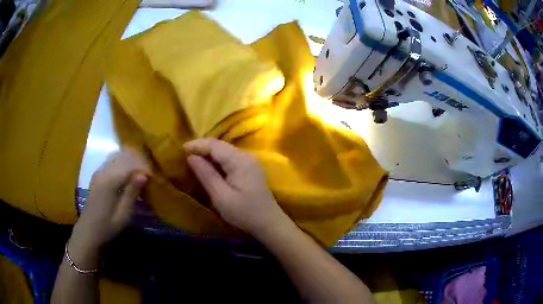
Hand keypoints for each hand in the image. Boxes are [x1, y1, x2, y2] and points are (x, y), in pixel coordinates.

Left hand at [72, 147, 150, 252]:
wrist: (88, 229)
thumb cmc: (107, 226)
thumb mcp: (123, 215)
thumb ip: (132, 193)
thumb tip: (144, 175)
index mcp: (109, 181)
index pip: (131, 164)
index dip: (144, 167)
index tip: (154, 176)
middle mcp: (103, 171)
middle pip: (124, 156)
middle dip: (139, 161)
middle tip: (150, 173)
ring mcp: (99, 170)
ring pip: (118, 155)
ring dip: (131, 159)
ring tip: (141, 170)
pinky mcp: (98, 173)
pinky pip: (112, 160)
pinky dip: (123, 161)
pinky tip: (129, 171)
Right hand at [184, 138, 286, 234]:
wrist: (269, 223)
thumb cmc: (244, 213)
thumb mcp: (221, 197)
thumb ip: (206, 175)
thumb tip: (191, 157)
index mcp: (240, 161)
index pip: (214, 145)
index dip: (197, 145)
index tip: (180, 149)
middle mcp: (246, 156)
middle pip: (220, 145)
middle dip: (201, 148)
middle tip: (184, 155)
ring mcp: (249, 161)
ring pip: (224, 150)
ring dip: (208, 153)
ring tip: (193, 160)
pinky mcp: (250, 168)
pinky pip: (230, 158)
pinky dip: (217, 160)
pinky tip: (209, 167)